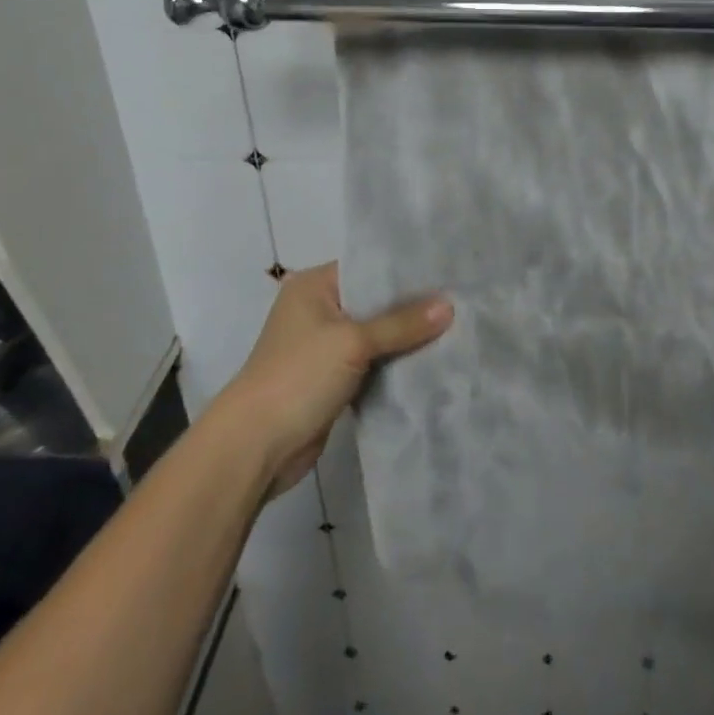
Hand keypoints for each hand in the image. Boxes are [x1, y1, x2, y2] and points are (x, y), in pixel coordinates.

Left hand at [220, 263, 451, 497]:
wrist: (254, 449)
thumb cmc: (298, 377)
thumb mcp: (353, 342)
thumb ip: (402, 324)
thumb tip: (450, 306)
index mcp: (315, 285)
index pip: (369, 266)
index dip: (406, 270)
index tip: (447, 270)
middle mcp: (318, 309)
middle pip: (375, 300)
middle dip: (412, 306)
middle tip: (459, 298)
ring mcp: (324, 346)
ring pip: (376, 334)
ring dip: (405, 337)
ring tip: (454, 326)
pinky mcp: (332, 380)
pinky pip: (372, 362)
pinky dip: (394, 363)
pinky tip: (430, 359)